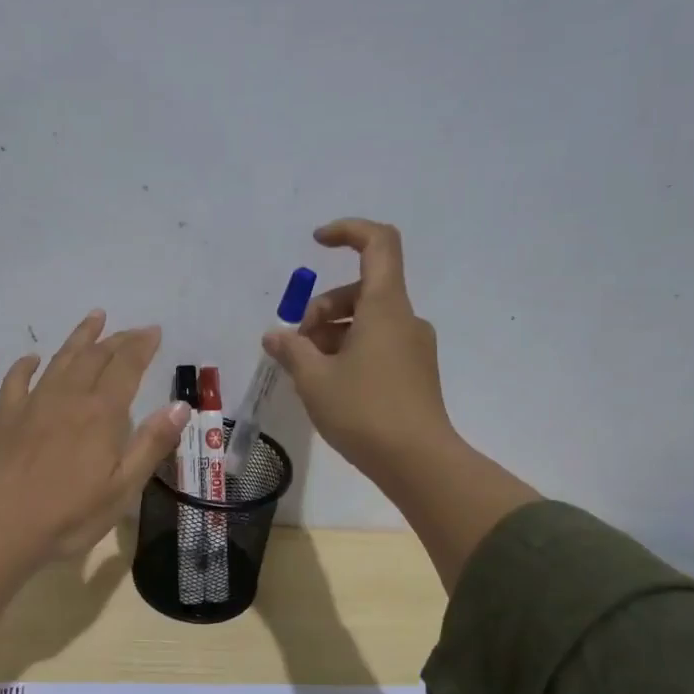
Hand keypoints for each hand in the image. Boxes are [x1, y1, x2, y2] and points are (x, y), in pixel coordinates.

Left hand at [0, 311, 188, 559]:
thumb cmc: (68, 516)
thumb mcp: (122, 489)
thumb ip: (151, 444)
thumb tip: (180, 406)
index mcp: (101, 414)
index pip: (126, 367)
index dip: (141, 346)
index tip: (153, 331)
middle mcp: (68, 398)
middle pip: (95, 357)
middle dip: (117, 339)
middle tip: (132, 330)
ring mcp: (32, 404)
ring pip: (60, 360)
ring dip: (80, 338)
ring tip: (94, 318)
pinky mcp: (4, 417)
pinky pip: (16, 380)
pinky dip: (27, 365)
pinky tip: (32, 358)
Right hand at [266, 218, 540, 595]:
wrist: (418, 462)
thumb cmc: (364, 412)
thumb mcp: (314, 380)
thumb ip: (291, 349)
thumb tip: (275, 334)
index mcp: (385, 307)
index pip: (377, 244)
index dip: (348, 232)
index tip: (316, 242)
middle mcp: (404, 319)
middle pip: (360, 290)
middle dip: (321, 308)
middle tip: (297, 344)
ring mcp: (413, 346)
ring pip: (366, 321)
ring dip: (331, 334)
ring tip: (306, 371)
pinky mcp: (414, 372)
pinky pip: (377, 345)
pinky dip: (348, 352)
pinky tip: (328, 385)